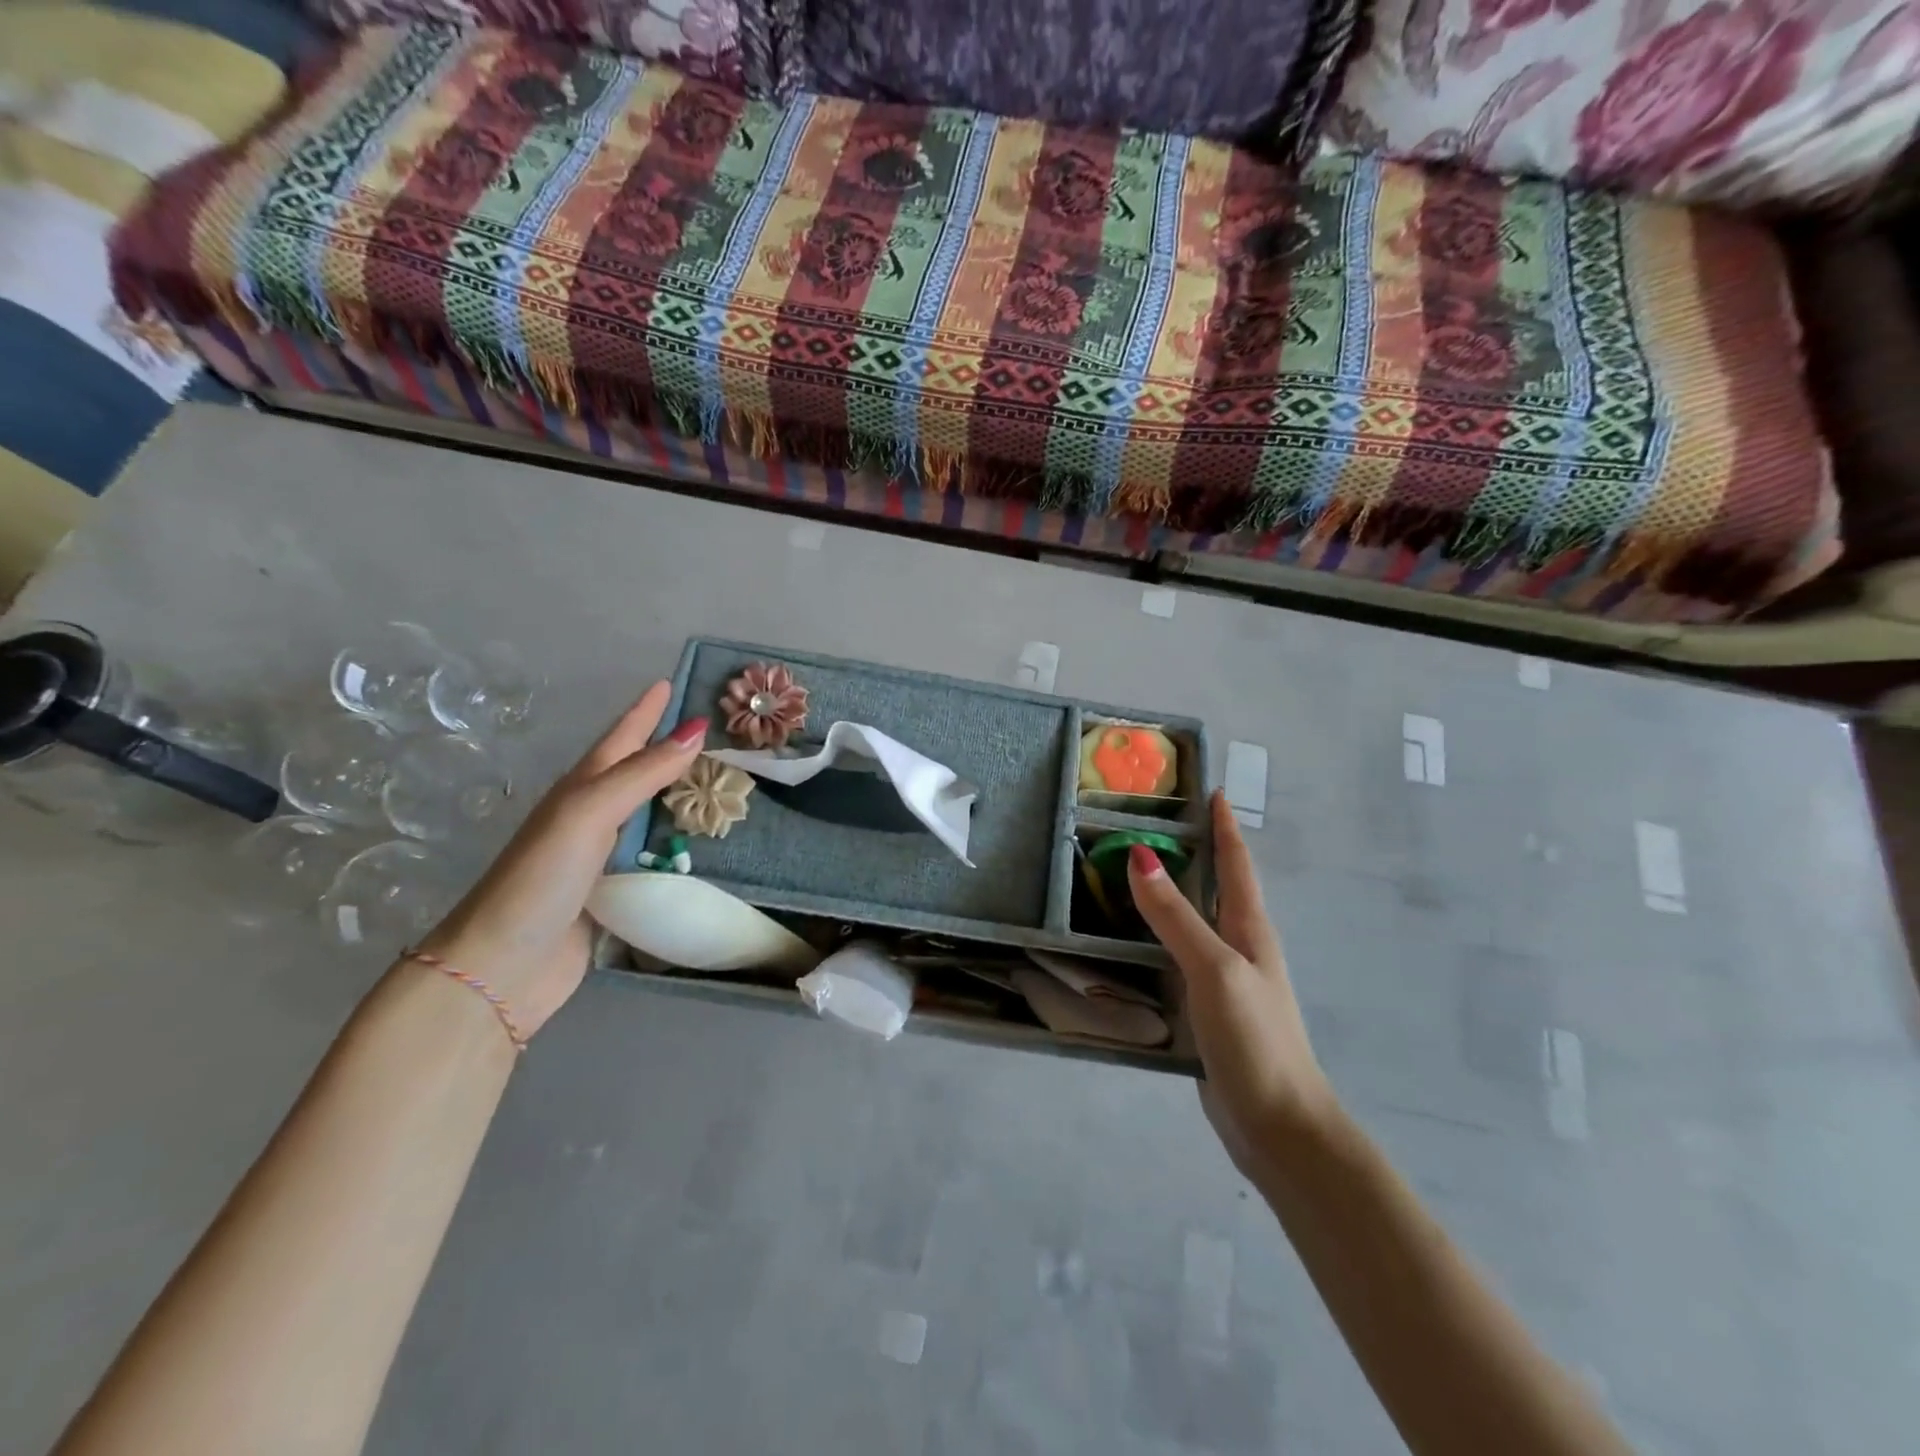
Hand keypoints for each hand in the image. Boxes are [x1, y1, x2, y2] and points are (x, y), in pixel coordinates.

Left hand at [415, 681, 705, 1036]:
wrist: (501, 968)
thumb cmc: (540, 880)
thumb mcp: (588, 813)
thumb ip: (641, 774)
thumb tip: (695, 731)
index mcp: (580, 791)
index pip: (620, 740)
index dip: (644, 712)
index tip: (670, 683)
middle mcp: (589, 818)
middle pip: (635, 773)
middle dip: (666, 749)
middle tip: (709, 733)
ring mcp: (599, 858)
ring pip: (647, 814)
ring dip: (678, 797)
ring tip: (716, 783)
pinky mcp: (613, 894)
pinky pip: (654, 856)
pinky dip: (678, 844)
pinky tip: (701, 844)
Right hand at [1128, 789, 1338, 1178]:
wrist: (1278, 1125)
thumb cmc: (1255, 1038)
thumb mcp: (1213, 967)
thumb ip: (1176, 914)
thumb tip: (1141, 854)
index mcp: (1250, 929)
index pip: (1236, 864)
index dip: (1224, 826)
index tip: (1211, 791)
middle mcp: (1240, 947)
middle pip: (1217, 887)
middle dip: (1196, 852)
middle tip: (1154, 824)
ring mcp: (1225, 979)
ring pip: (1195, 922)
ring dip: (1173, 894)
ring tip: (1133, 872)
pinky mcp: (1207, 1009)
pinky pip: (1179, 956)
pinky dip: (1159, 936)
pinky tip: (1132, 940)